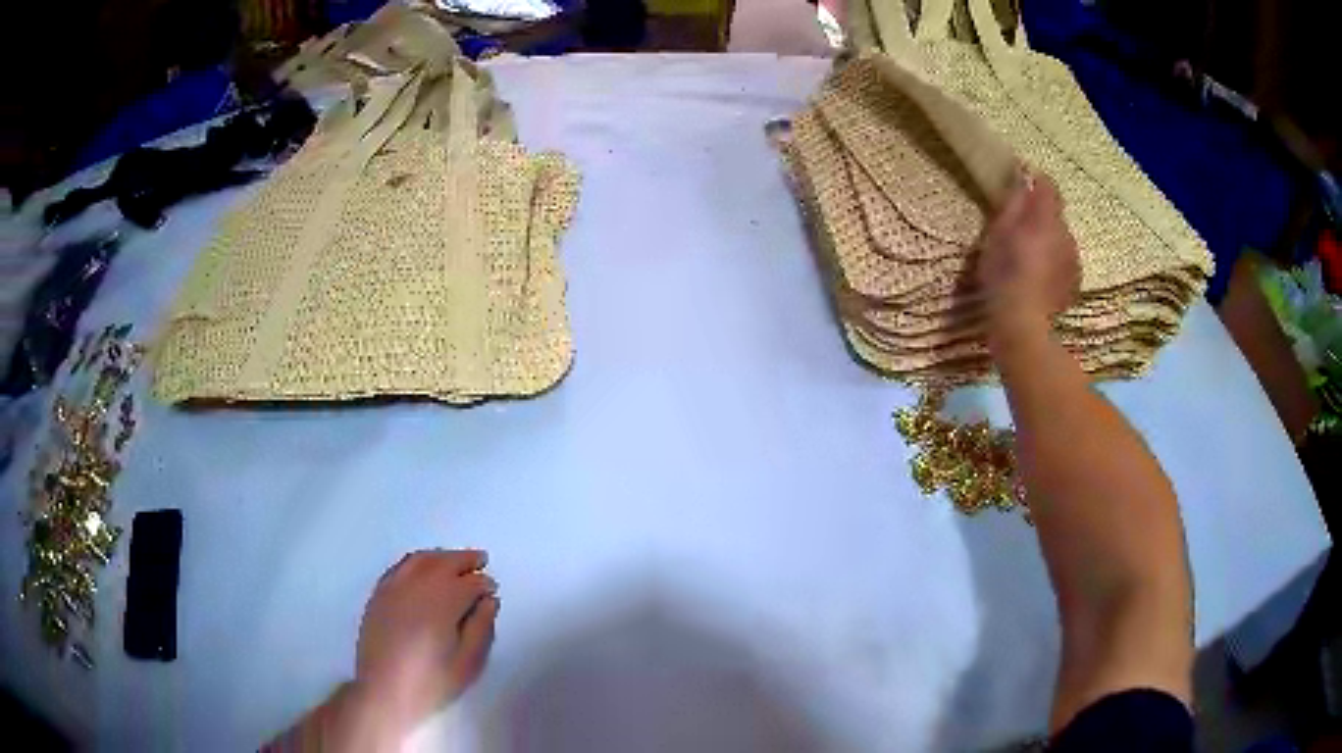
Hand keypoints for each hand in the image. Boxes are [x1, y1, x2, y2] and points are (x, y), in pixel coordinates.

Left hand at [354, 549, 498, 731]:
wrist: (384, 691)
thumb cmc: (431, 682)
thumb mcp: (468, 663)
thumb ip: (481, 628)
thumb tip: (488, 601)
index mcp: (442, 604)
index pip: (469, 583)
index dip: (484, 583)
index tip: (493, 590)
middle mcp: (417, 587)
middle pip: (444, 563)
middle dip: (465, 560)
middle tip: (481, 560)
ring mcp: (394, 588)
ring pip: (421, 559)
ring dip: (442, 556)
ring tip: (456, 560)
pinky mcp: (379, 594)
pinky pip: (401, 566)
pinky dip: (418, 561)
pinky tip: (424, 567)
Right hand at [976, 168, 1080, 333]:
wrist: (1021, 323)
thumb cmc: (1003, 273)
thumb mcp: (998, 232)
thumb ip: (1014, 202)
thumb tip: (1022, 178)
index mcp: (1046, 217)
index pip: (1048, 185)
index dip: (1036, 180)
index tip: (1021, 182)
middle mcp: (1066, 234)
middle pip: (1055, 215)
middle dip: (1041, 216)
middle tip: (1018, 228)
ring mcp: (1073, 259)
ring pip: (1061, 239)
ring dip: (1048, 241)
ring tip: (1028, 257)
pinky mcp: (1074, 282)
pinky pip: (1064, 262)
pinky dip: (1054, 263)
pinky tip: (1039, 278)